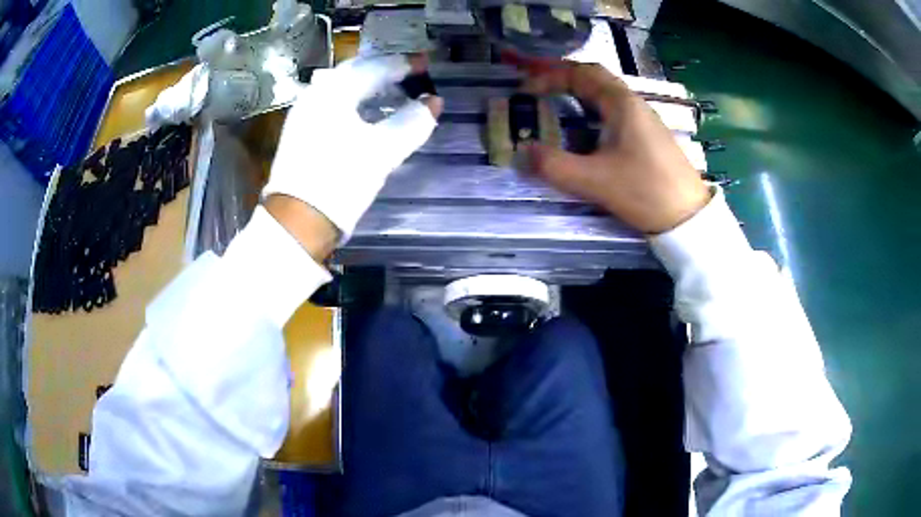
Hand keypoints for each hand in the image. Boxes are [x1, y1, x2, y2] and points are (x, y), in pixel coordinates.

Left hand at [263, 55, 442, 243]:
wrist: (298, 221)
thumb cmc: (340, 181)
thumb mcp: (382, 151)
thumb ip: (412, 123)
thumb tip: (433, 102)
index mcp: (334, 93)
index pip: (374, 68)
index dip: (403, 65)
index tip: (425, 65)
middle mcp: (315, 95)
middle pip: (354, 71)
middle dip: (382, 69)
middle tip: (408, 73)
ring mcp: (304, 113)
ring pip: (340, 87)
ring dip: (366, 83)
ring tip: (389, 89)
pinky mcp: (300, 132)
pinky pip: (331, 102)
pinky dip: (352, 99)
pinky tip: (362, 110)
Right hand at [521, 62, 710, 233]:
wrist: (688, 217)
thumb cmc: (644, 191)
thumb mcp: (594, 181)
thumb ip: (554, 165)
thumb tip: (521, 152)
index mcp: (621, 103)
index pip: (579, 73)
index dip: (547, 75)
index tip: (524, 89)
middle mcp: (632, 103)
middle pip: (593, 76)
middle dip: (561, 75)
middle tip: (535, 82)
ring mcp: (642, 119)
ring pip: (604, 93)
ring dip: (576, 91)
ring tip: (552, 99)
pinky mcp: (646, 136)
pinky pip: (612, 110)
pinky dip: (590, 108)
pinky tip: (583, 126)